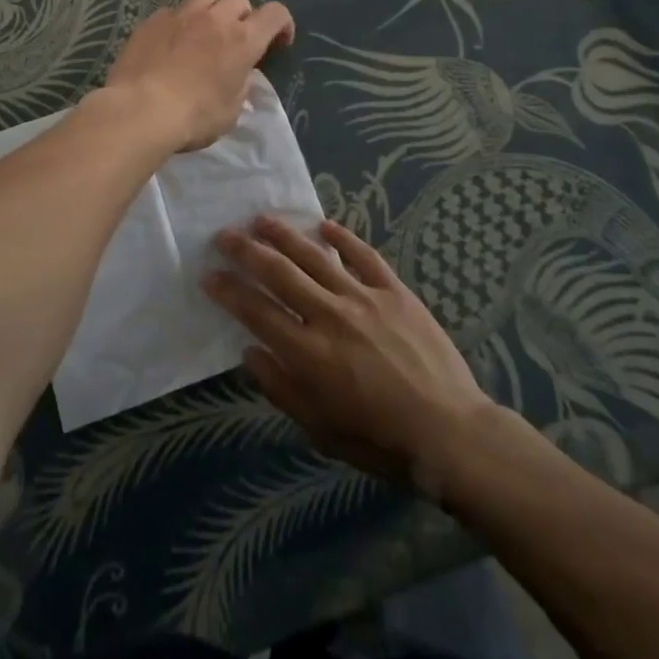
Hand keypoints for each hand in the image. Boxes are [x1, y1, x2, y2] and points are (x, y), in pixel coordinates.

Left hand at [102, 0, 295, 151]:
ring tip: (204, 31)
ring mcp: (181, 15)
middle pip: (239, 0)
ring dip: (212, 10)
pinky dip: (179, 22)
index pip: (275, 14)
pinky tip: (171, 41)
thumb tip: (239, 75)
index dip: (282, 24)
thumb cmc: (195, 116)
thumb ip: (240, 86)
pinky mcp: (152, 21)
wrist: (141, 109)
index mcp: (243, 40)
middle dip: (243, 17)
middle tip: (235, 40)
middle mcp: (215, 19)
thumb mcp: (231, 111)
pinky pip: (173, 11)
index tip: (278, 43)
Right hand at [204, 215, 498, 494]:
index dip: (228, 290)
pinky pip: (364, 256)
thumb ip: (281, 388)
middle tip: (224, 235)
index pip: (256, 311)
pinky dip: (343, 238)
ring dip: (285, 235)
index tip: (208, 274)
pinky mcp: (395, 291)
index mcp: (308, 353)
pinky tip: (325, 225)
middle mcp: (330, 315)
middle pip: (279, 273)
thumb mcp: (320, 429)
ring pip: (316, 256)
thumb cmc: (380, 440)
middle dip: (246, 251)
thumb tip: (249, 352)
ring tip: (262, 219)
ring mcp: (364, 298)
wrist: (449, 433)